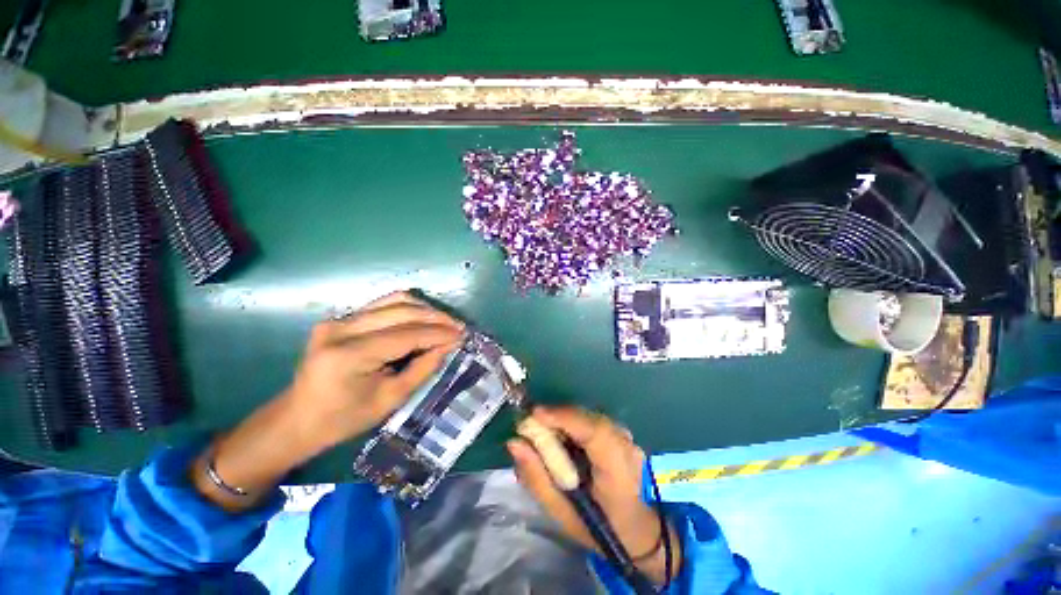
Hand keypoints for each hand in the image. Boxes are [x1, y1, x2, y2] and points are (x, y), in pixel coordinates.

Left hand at [286, 291, 464, 450]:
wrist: (298, 419)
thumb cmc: (344, 419)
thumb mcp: (390, 399)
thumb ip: (423, 368)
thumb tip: (449, 345)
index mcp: (350, 355)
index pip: (406, 334)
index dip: (438, 333)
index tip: (462, 335)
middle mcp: (342, 328)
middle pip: (402, 311)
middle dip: (436, 318)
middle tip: (458, 326)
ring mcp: (338, 319)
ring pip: (394, 300)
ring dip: (424, 309)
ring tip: (444, 321)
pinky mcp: (340, 318)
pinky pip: (382, 304)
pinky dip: (408, 308)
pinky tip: (423, 317)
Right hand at [507, 407, 679, 584]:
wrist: (639, 532)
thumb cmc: (599, 529)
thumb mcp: (561, 513)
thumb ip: (536, 477)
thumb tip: (514, 443)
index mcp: (617, 470)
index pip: (594, 431)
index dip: (563, 417)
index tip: (533, 414)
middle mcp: (626, 446)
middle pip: (587, 418)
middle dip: (556, 417)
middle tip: (530, 427)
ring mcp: (627, 437)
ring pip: (588, 416)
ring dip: (563, 420)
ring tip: (543, 433)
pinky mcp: (622, 434)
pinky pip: (592, 421)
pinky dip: (572, 424)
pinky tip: (562, 437)